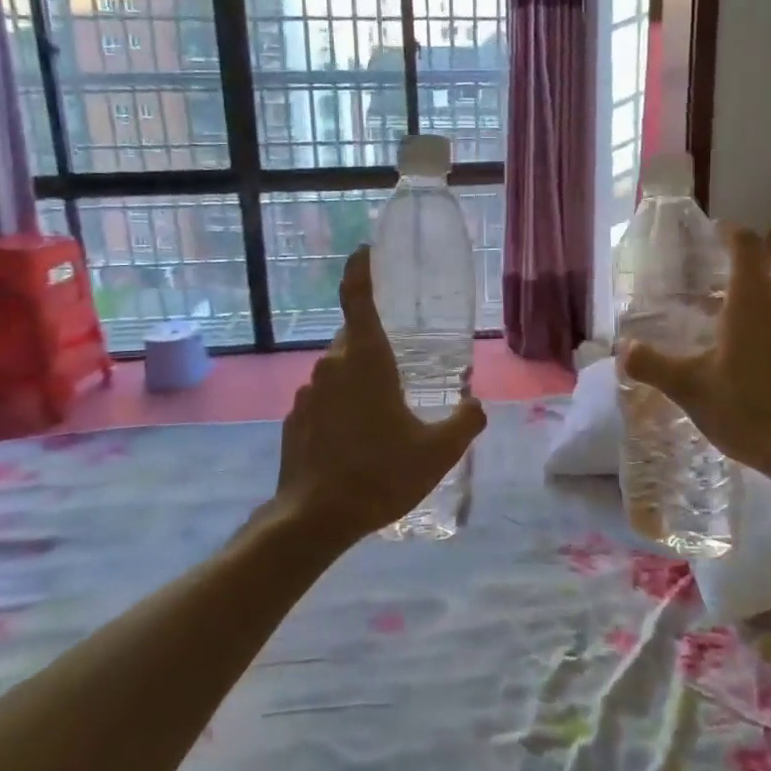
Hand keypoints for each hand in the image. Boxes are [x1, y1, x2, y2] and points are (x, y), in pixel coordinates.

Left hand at [275, 246, 486, 544]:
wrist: (314, 519)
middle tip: (403, 371)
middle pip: (355, 339)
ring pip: (339, 372)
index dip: (360, 269)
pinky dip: (341, 408)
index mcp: (366, 359)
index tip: (366, 250)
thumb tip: (476, 405)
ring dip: (360, 382)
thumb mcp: (439, 451)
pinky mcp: (294, 418)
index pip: (357, 298)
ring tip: (384, 418)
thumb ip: (465, 422)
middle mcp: (332, 365)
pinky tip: (357, 442)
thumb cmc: (380, 474)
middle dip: (377, 347)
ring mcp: (308, 392)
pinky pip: (324, 399)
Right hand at [618, 224, 770, 488]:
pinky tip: (737, 354)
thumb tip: (622, 348)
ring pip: (768, 299)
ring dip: (742, 301)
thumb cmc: (747, 409)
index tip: (707, 235)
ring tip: (710, 320)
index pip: (745, 245)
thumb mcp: (690, 388)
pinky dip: (758, 324)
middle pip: (755, 272)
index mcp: (751, 300)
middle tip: (693, 287)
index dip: (727, 233)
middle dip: (725, 272)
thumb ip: (653, 365)